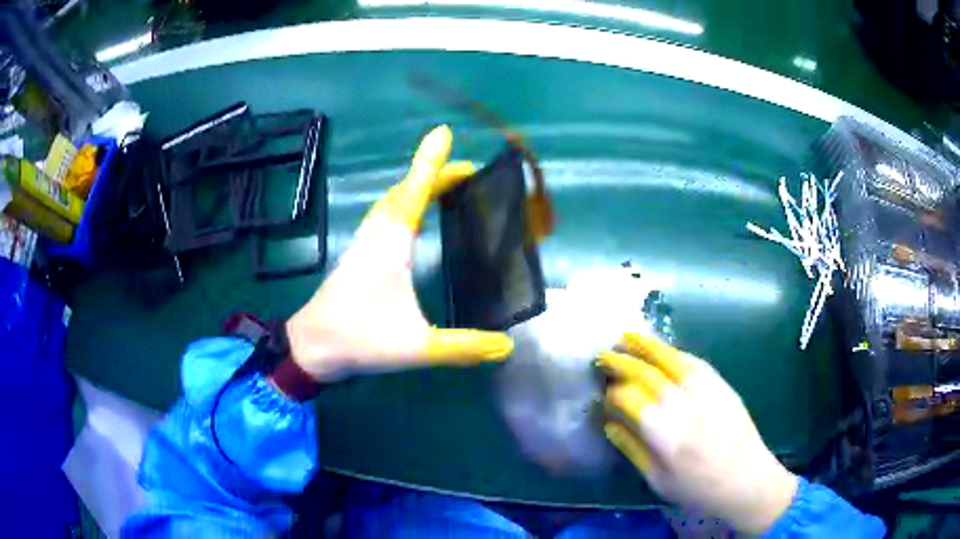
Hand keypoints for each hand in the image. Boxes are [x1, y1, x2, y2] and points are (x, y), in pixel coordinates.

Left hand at [286, 125, 513, 381]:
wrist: (311, 347)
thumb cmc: (359, 339)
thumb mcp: (417, 347)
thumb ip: (463, 347)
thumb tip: (507, 347)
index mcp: (391, 245)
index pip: (414, 193)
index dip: (431, 163)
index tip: (444, 133)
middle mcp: (376, 235)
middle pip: (405, 191)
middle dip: (434, 174)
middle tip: (469, 173)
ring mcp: (364, 243)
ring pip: (392, 201)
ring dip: (418, 187)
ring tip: (446, 186)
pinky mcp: (358, 255)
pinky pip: (385, 215)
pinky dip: (404, 203)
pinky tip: (412, 216)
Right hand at [600, 334, 797, 534]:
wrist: (747, 479)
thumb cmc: (698, 488)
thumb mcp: (658, 479)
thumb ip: (632, 448)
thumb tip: (610, 424)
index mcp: (664, 433)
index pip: (629, 399)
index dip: (611, 394)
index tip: (602, 396)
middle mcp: (683, 405)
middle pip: (647, 373)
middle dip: (621, 361)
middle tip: (603, 354)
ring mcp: (705, 391)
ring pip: (671, 359)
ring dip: (647, 346)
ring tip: (628, 336)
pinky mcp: (722, 386)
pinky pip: (695, 362)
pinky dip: (675, 352)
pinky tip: (664, 350)